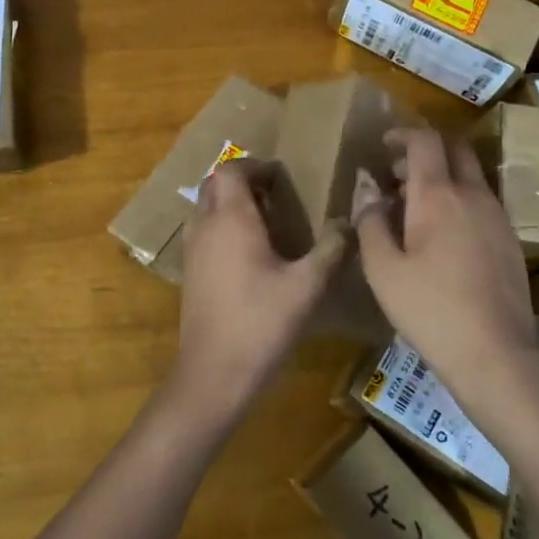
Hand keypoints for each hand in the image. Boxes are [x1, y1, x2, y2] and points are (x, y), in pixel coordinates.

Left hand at [168, 159, 346, 430]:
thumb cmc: (262, 322)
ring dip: (231, 204)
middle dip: (243, 181)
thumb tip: (349, 222)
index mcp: (231, 219)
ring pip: (206, 208)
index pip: (231, 169)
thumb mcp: (308, 285)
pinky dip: (223, 227)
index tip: (283, 178)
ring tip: (267, 223)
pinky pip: (204, 231)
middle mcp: (205, 226)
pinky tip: (251, 254)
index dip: (256, 166)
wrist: (214, 372)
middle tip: (276, 196)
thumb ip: (331, 248)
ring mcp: (192, 250)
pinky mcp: (189, 273)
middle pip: (214, 184)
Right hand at [352, 128, 538, 392]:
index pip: (426, 141)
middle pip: (455, 149)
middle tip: (397, 174)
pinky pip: (480, 201)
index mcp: (438, 195)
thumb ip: (370, 223)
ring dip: (442, 177)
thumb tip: (368, 191)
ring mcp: (497, 216)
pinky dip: (458, 200)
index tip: (384, 145)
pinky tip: (440, 235)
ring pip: (470, 176)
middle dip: (425, 151)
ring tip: (412, 207)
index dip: (403, 134)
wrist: (497, 352)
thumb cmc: (431, 310)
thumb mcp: (383, 270)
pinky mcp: (509, 239)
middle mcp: (473, 195)